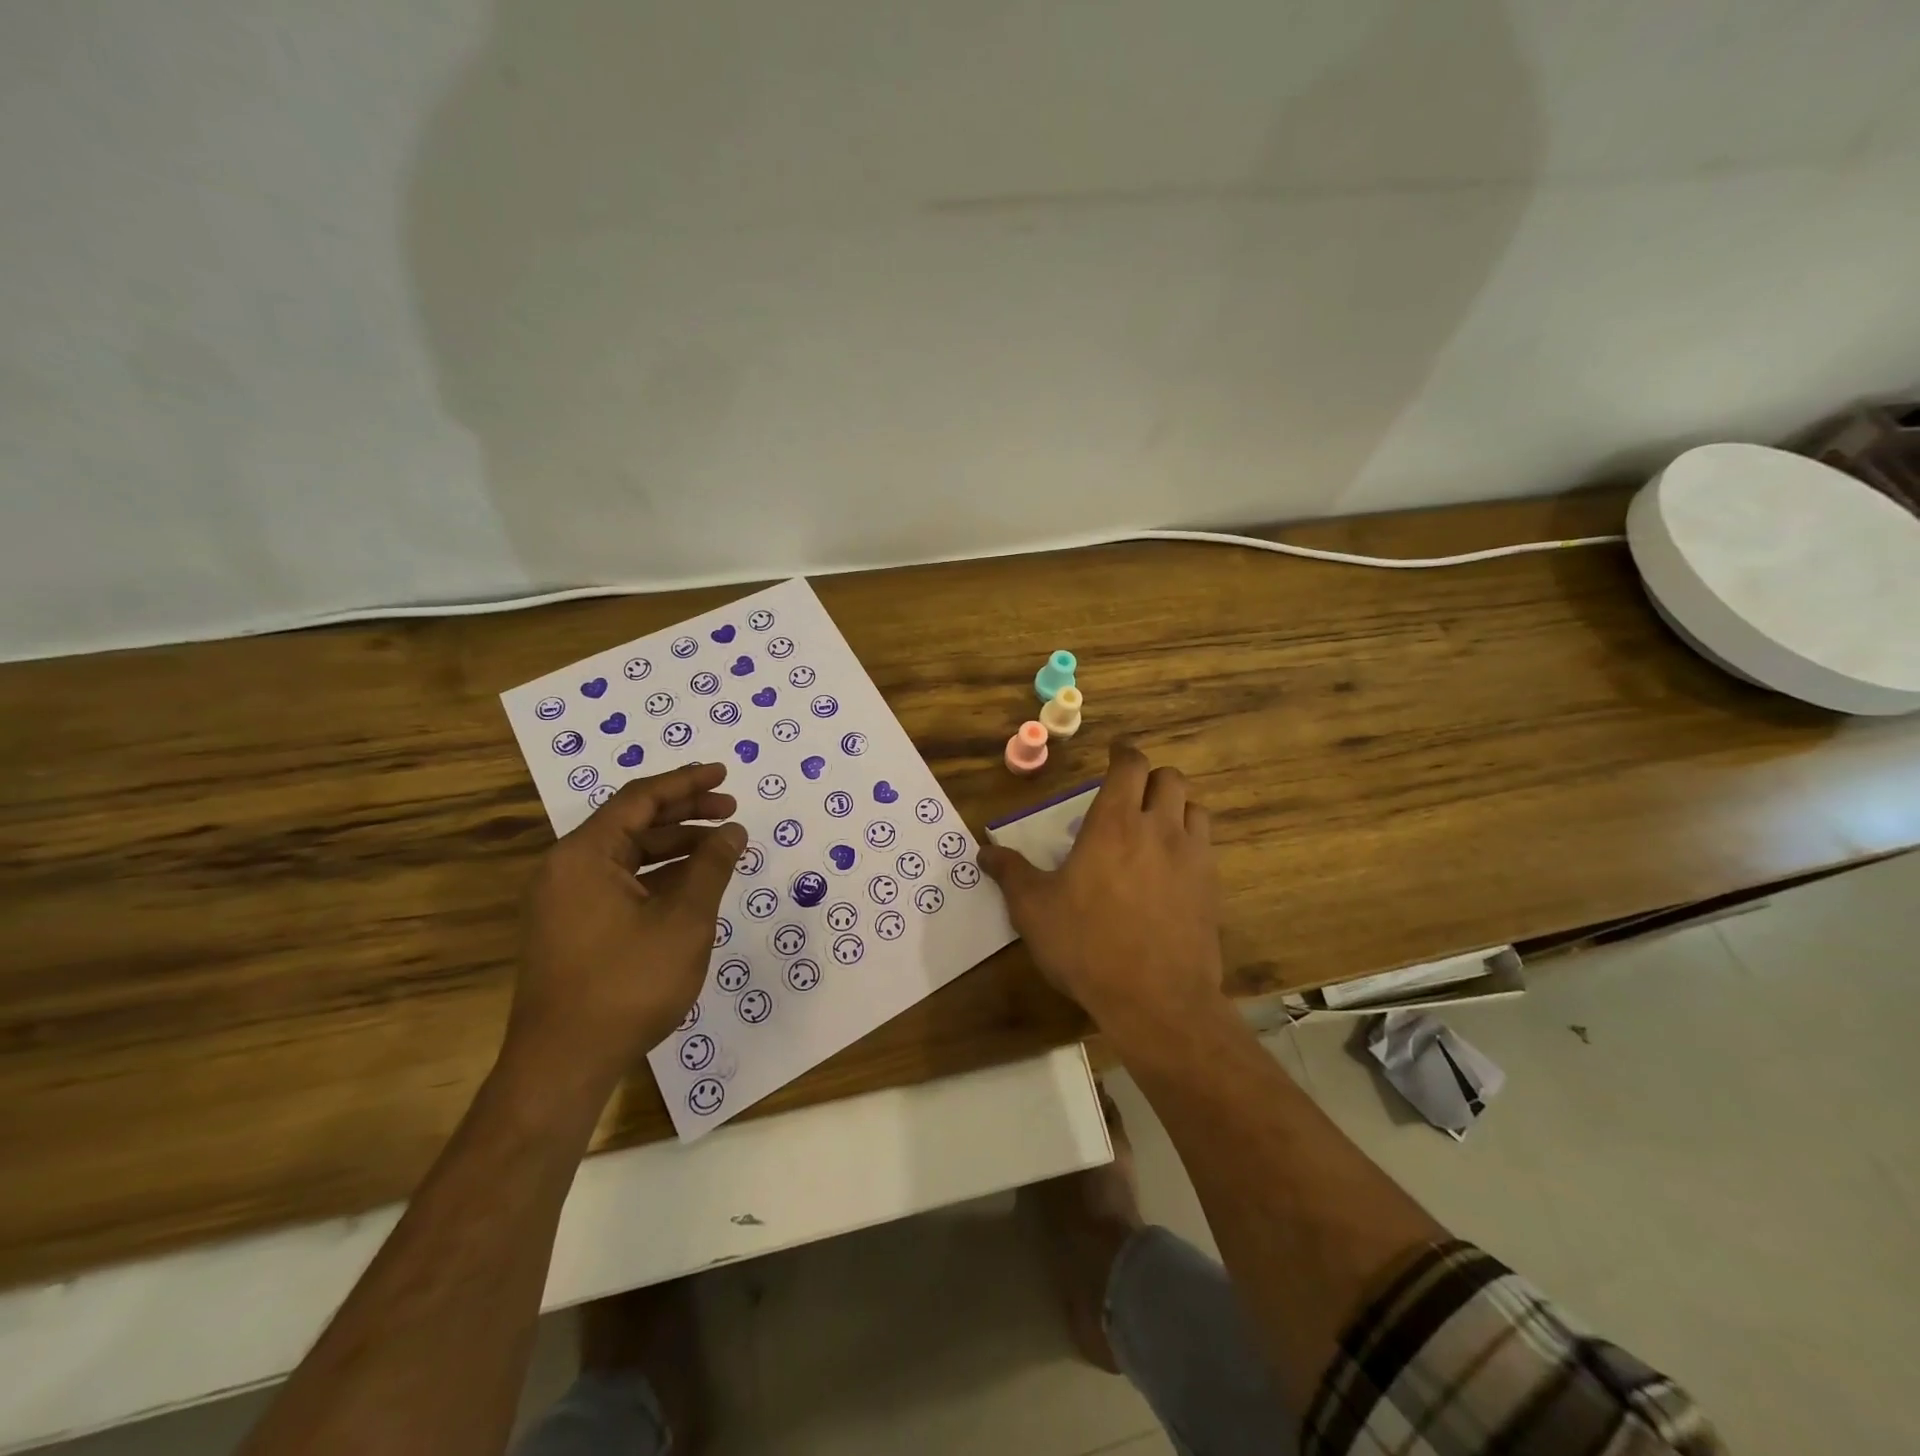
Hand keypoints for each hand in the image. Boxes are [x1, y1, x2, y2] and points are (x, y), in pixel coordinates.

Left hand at [509, 763, 744, 1096]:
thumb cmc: (627, 984)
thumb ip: (711, 867)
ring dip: (675, 848)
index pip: (640, 799)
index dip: (686, 783)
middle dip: (685, 814)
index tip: (723, 774)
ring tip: (719, 849)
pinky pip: (619, 884)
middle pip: (632, 824)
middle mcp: (567, 869)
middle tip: (730, 811)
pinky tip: (691, 886)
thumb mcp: (683, 921)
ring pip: (627, 856)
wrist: (563, 1065)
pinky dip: (658, 877)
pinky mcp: (571, 928)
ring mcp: (565, 901)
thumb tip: (732, 830)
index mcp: (584, 855)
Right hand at [980, 743, 1225, 1048]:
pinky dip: (1190, 839)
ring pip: (1193, 807)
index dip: (1123, 752)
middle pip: (1169, 778)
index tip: (1114, 753)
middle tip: (1129, 794)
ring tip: (1155, 825)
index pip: (1130, 765)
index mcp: (1114, 823)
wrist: (1156, 999)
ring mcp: (1192, 856)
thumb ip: (1010, 873)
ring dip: (1175, 806)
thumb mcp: (1034, 910)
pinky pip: (1206, 844)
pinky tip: (1172, 866)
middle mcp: (1158, 828)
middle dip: (1149, 778)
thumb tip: (984, 851)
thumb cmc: (1087, 945)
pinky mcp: (1211, 886)